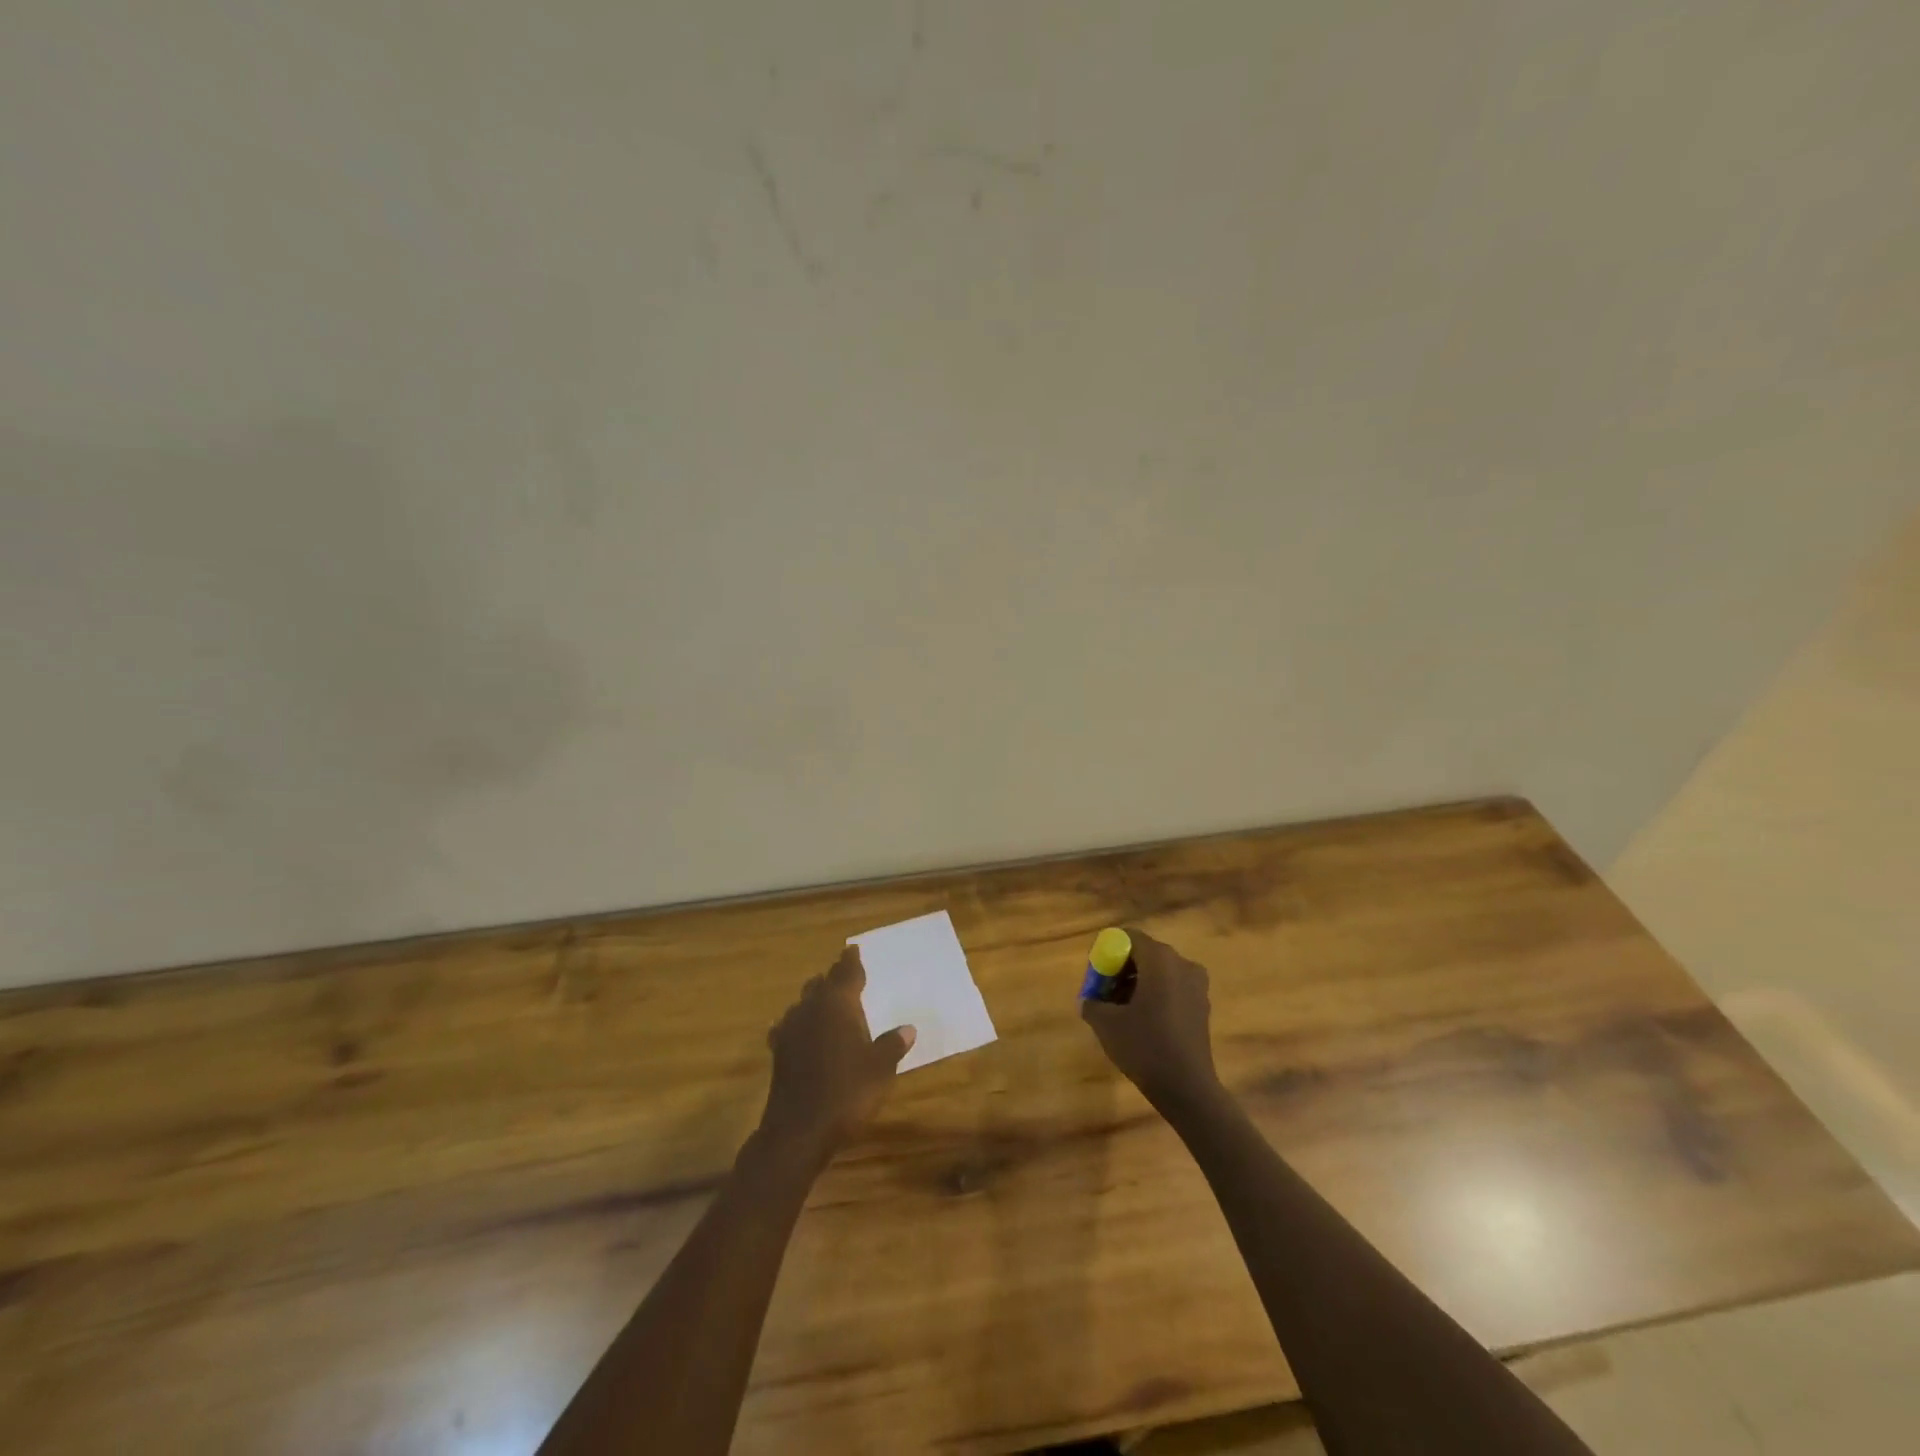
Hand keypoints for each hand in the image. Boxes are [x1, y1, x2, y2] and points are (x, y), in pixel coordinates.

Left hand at [759, 948, 914, 1157]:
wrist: (798, 1131)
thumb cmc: (846, 1092)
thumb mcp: (880, 1069)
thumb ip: (892, 1044)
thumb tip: (908, 1028)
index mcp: (838, 1004)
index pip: (846, 973)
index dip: (851, 961)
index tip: (853, 949)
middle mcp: (811, 1009)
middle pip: (821, 984)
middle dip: (833, 978)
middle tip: (845, 975)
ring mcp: (790, 1030)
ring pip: (803, 1003)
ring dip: (815, 1000)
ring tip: (826, 1002)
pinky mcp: (779, 1053)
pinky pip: (789, 1027)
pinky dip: (799, 1025)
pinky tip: (801, 1033)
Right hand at [1080, 929, 1221, 1108]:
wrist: (1187, 1089)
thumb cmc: (1144, 1047)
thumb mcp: (1106, 1024)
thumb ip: (1092, 1003)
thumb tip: (1088, 1000)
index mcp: (1160, 959)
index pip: (1128, 937)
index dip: (1107, 952)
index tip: (1096, 976)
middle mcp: (1182, 963)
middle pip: (1144, 953)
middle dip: (1121, 969)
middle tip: (1104, 993)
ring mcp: (1196, 985)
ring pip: (1159, 972)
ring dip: (1137, 984)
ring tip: (1121, 1011)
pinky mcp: (1202, 1005)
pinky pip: (1172, 988)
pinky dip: (1155, 996)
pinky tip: (1143, 1022)